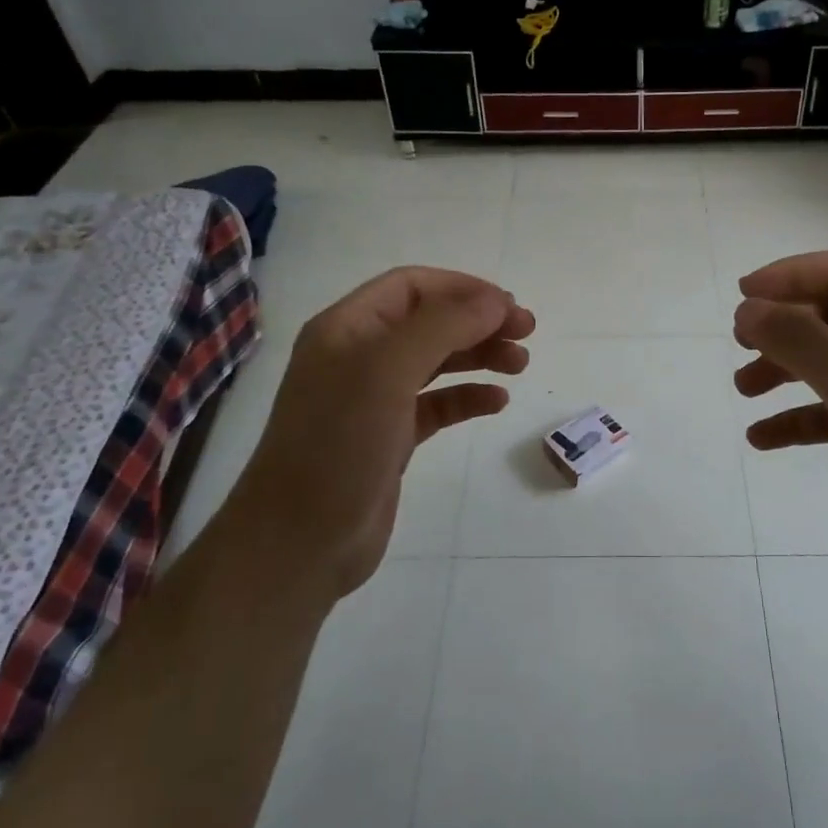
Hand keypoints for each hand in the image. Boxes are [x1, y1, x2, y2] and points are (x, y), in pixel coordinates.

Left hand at [232, 267, 533, 598]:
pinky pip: (437, 405)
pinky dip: (468, 398)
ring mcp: (373, 398)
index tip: (509, 307)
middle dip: (479, 321)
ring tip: (520, 364)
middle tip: (527, 333)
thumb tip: (496, 301)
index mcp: (347, 328)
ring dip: (479, 355)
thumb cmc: (339, 443)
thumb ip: (444, 326)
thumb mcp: (388, 371)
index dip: (462, 288)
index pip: (412, 286)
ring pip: (437, 361)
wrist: (300, 541)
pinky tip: (497, 402)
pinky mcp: (390, 437)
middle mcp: (359, 356)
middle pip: (429, 321)